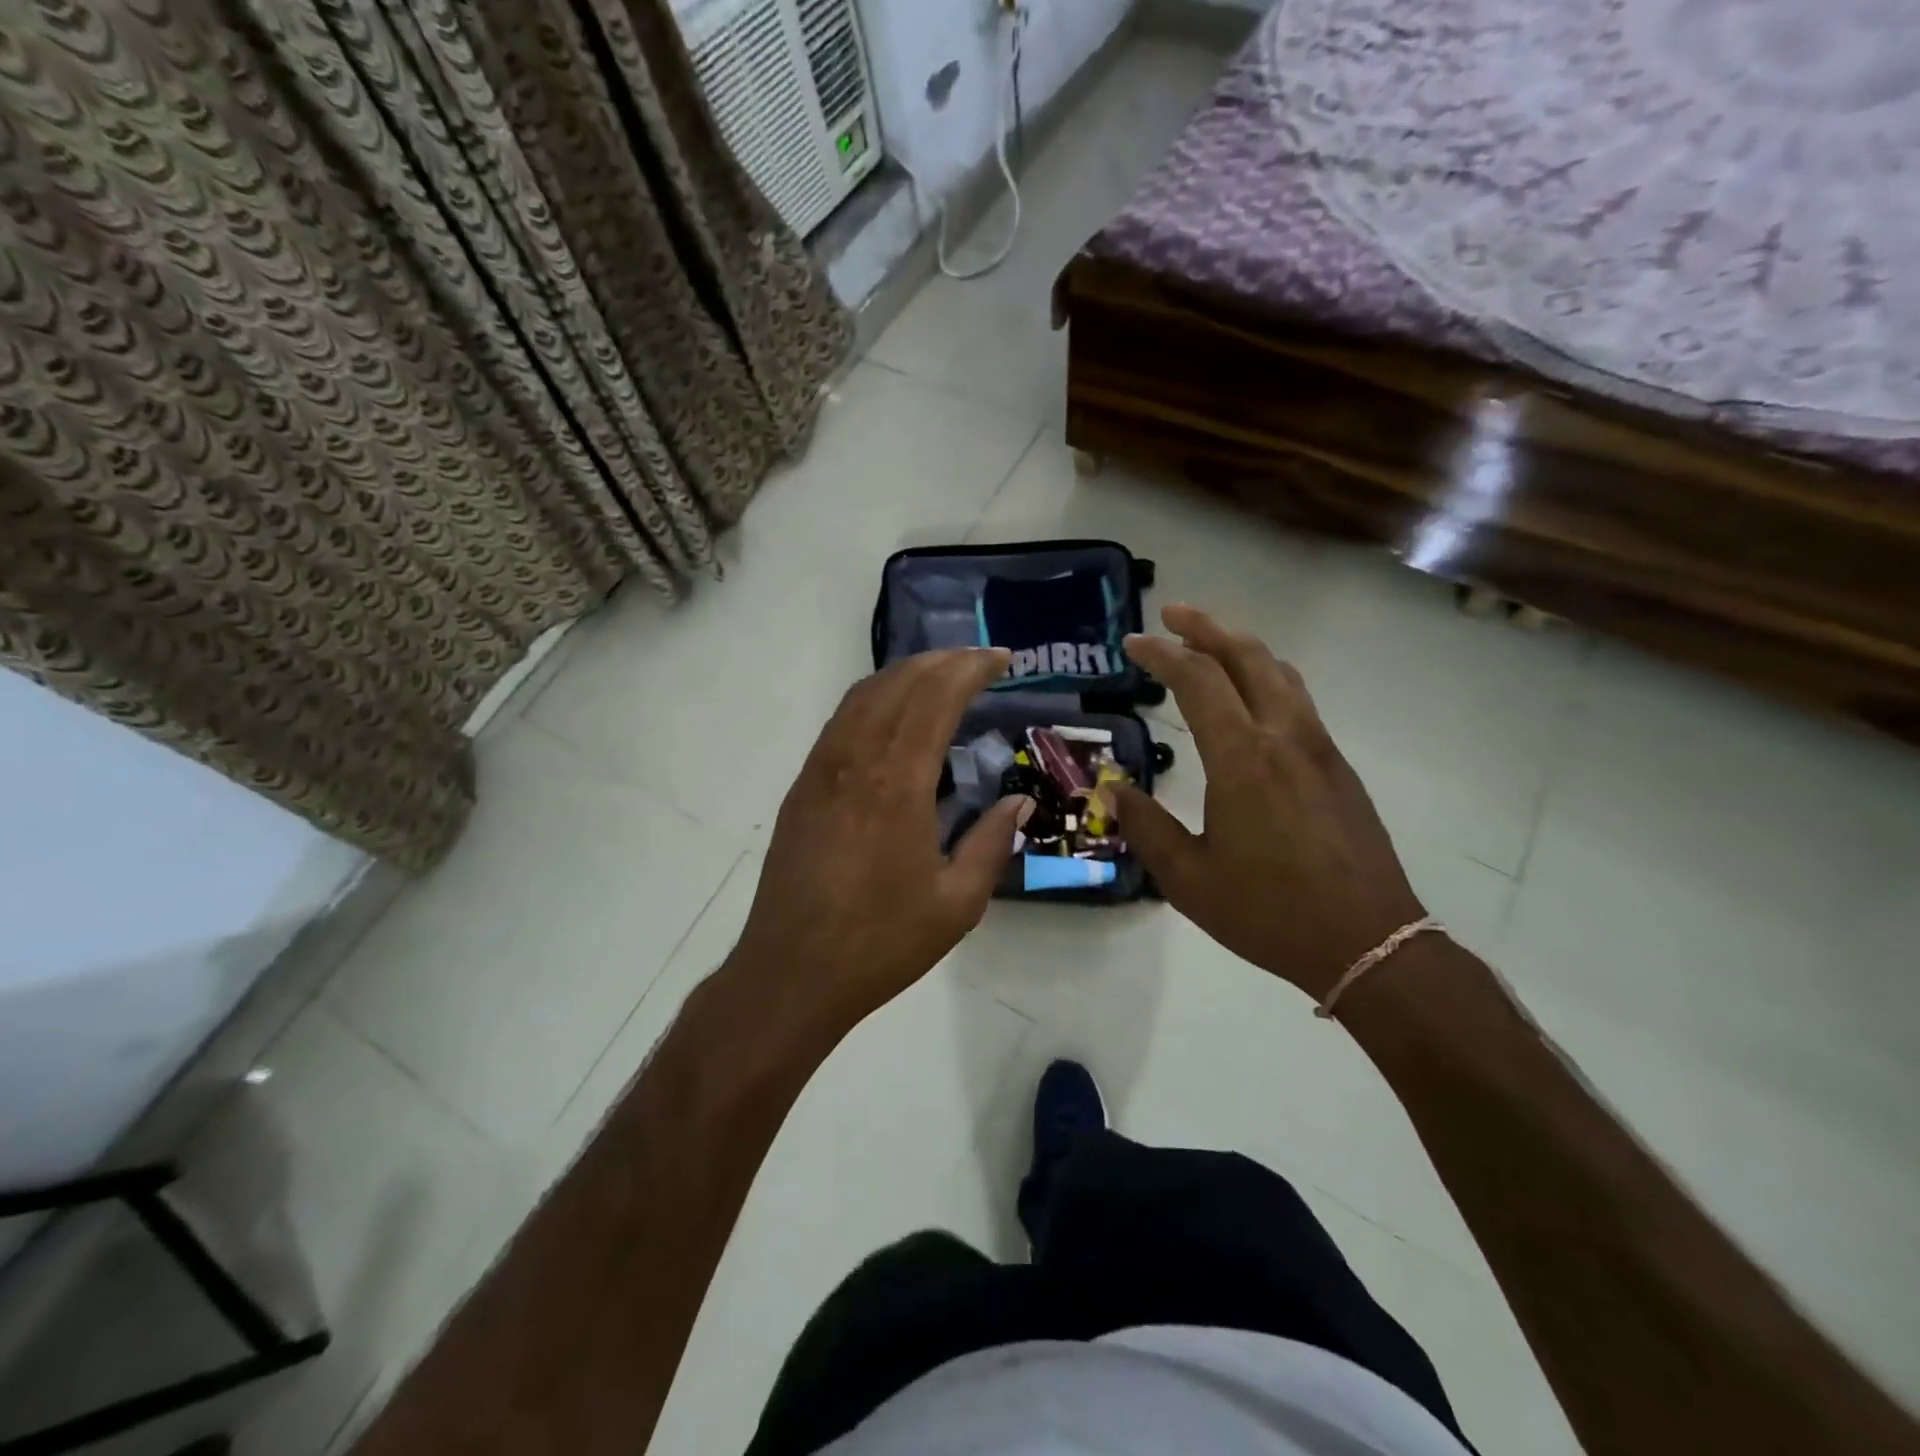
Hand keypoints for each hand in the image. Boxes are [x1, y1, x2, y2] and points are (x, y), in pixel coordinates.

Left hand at [730, 648, 1031, 1030]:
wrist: (791, 973)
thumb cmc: (880, 942)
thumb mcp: (957, 904)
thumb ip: (991, 843)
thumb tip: (1018, 802)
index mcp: (897, 784)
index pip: (935, 698)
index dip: (970, 668)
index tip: (1002, 659)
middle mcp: (855, 762)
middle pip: (898, 684)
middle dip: (941, 661)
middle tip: (978, 661)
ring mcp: (820, 771)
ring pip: (862, 696)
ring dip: (904, 674)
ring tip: (940, 676)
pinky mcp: (802, 788)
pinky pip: (840, 722)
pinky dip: (873, 700)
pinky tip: (892, 716)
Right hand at [1114, 605, 1425, 999]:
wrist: (1370, 942)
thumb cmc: (1269, 912)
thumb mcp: (1188, 879)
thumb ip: (1146, 827)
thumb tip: (1113, 791)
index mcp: (1242, 758)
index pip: (1197, 679)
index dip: (1161, 654)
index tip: (1132, 643)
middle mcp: (1284, 736)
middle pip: (1247, 656)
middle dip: (1205, 627)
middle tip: (1170, 615)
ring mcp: (1318, 748)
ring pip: (1280, 672)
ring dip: (1240, 647)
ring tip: (1208, 644)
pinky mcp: (1338, 767)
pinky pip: (1297, 699)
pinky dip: (1265, 677)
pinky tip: (1250, 698)